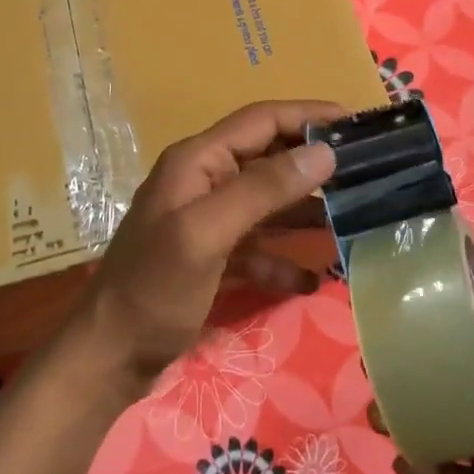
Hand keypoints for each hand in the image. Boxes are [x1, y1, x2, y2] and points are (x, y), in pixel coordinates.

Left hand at [75, 101, 341, 392]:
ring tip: (352, 220)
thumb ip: (263, 189)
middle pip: (268, 158)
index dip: (308, 116)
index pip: (262, 120)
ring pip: (267, 202)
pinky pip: (258, 246)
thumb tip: (324, 152)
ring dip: (305, 211)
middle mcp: (203, 180)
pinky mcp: (211, 256)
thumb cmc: (154, 288)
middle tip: (365, 171)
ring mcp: (207, 220)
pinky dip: (284, 258)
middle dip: (313, 163)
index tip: (357, 123)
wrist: (108, 358)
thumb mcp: (208, 234)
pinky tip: (312, 280)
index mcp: (197, 161)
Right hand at [397, 289, 473, 473]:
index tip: (397, 312)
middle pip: (443, 382)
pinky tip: (410, 461)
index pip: (471, 338)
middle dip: (405, 373)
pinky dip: (423, 471)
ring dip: (402, 420)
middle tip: (372, 365)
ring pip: (435, 429)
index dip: (436, 324)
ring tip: (379, 414)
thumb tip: (471, 297)